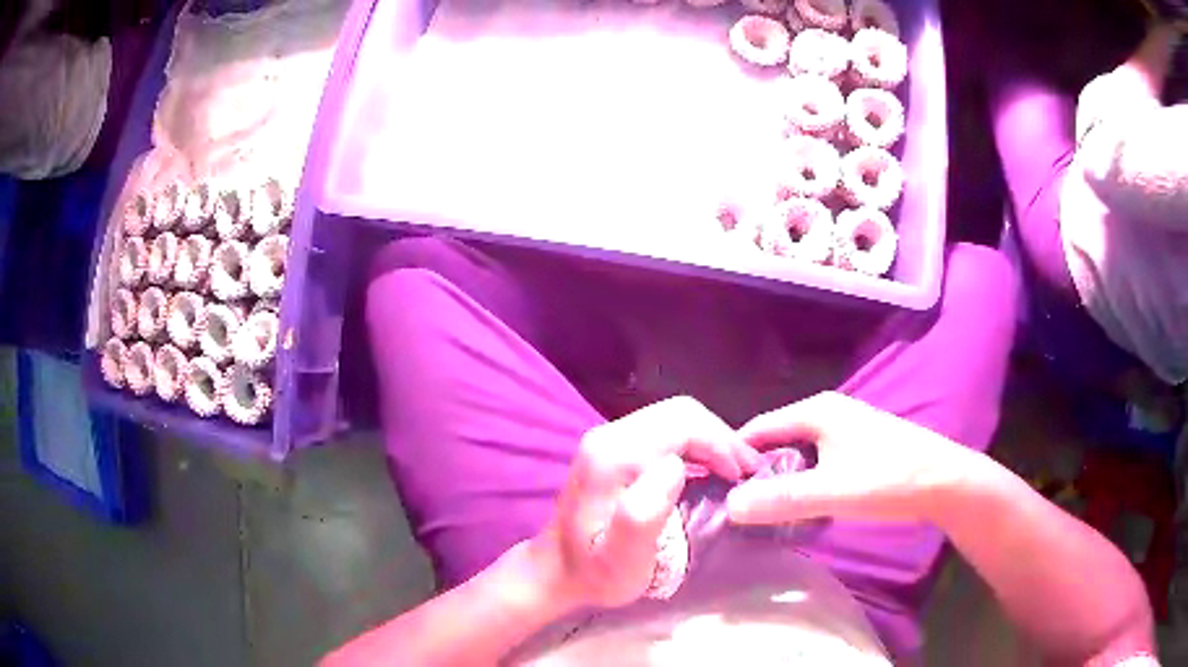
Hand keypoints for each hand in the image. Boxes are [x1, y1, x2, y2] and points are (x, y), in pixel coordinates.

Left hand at [535, 396, 761, 608]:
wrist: (556, 571)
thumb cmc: (594, 573)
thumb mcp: (620, 560)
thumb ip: (642, 514)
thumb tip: (675, 467)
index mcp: (612, 456)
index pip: (682, 425)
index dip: (720, 444)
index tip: (743, 476)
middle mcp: (609, 435)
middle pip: (680, 413)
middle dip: (721, 436)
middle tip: (748, 470)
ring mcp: (609, 438)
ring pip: (674, 417)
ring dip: (711, 438)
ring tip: (735, 469)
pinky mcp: (613, 447)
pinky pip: (665, 429)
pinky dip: (695, 442)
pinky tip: (709, 467)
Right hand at [726, 392, 977, 525]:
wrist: (943, 481)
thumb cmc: (887, 478)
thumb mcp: (830, 492)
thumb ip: (779, 500)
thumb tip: (728, 506)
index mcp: (816, 411)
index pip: (758, 428)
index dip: (733, 455)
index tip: (711, 486)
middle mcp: (827, 412)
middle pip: (776, 440)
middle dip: (755, 470)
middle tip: (734, 505)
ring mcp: (845, 428)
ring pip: (797, 453)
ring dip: (779, 479)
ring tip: (761, 510)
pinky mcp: (858, 446)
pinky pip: (816, 461)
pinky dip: (802, 481)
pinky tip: (800, 505)